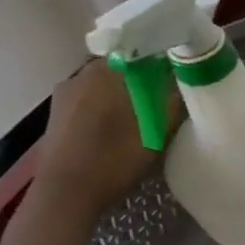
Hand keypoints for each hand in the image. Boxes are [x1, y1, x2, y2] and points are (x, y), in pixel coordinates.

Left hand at [32, 61, 176, 214]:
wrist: (65, 195)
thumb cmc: (114, 157)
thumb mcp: (159, 129)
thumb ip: (175, 99)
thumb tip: (187, 79)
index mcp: (106, 69)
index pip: (143, 49)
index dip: (165, 58)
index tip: (181, 71)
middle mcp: (81, 74)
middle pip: (123, 65)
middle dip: (145, 75)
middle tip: (166, 93)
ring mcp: (64, 94)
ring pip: (106, 82)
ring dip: (125, 91)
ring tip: (145, 109)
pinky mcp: (57, 114)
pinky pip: (91, 98)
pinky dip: (107, 104)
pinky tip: (119, 124)